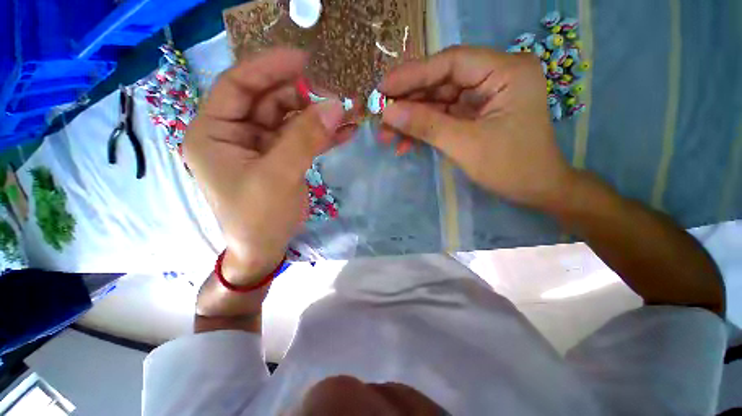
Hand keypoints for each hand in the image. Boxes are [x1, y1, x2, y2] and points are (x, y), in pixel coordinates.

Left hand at [184, 48, 346, 284]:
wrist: (266, 248)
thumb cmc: (259, 217)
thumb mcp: (278, 176)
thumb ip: (305, 139)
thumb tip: (335, 105)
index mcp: (214, 131)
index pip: (238, 85)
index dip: (269, 68)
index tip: (304, 59)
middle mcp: (236, 133)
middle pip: (271, 101)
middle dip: (305, 97)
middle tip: (338, 96)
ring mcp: (261, 146)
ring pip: (291, 120)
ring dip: (320, 117)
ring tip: (350, 113)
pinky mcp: (282, 158)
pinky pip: (303, 139)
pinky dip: (324, 135)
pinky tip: (346, 132)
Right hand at [379, 46, 575, 209]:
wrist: (535, 190)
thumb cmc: (511, 167)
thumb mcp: (465, 145)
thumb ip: (426, 125)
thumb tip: (388, 112)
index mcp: (505, 71)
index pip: (451, 62)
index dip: (413, 74)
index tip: (383, 89)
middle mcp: (495, 76)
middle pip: (441, 81)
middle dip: (409, 102)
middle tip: (380, 115)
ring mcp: (484, 96)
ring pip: (439, 101)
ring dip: (412, 119)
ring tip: (386, 134)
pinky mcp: (475, 114)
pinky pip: (444, 116)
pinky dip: (424, 129)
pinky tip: (405, 143)